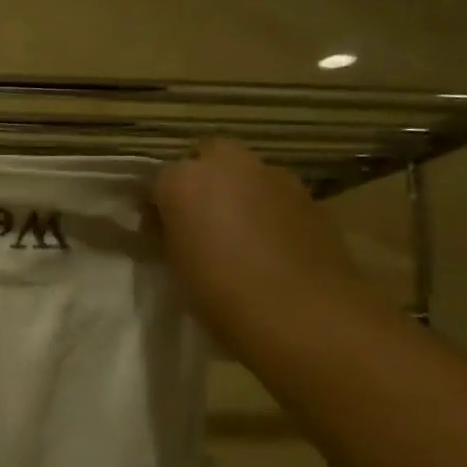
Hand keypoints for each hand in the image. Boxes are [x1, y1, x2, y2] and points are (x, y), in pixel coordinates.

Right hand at [154, 139, 375, 343]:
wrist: (300, 311)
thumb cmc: (219, 291)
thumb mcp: (174, 263)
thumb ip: (169, 234)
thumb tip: (172, 226)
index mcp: (183, 180)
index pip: (158, 180)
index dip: (158, 205)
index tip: (159, 232)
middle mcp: (228, 165)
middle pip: (208, 156)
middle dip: (201, 178)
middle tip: (198, 218)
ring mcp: (273, 176)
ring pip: (246, 173)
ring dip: (238, 191)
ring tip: (238, 233)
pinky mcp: (309, 195)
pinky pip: (276, 194)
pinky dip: (268, 208)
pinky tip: (270, 243)